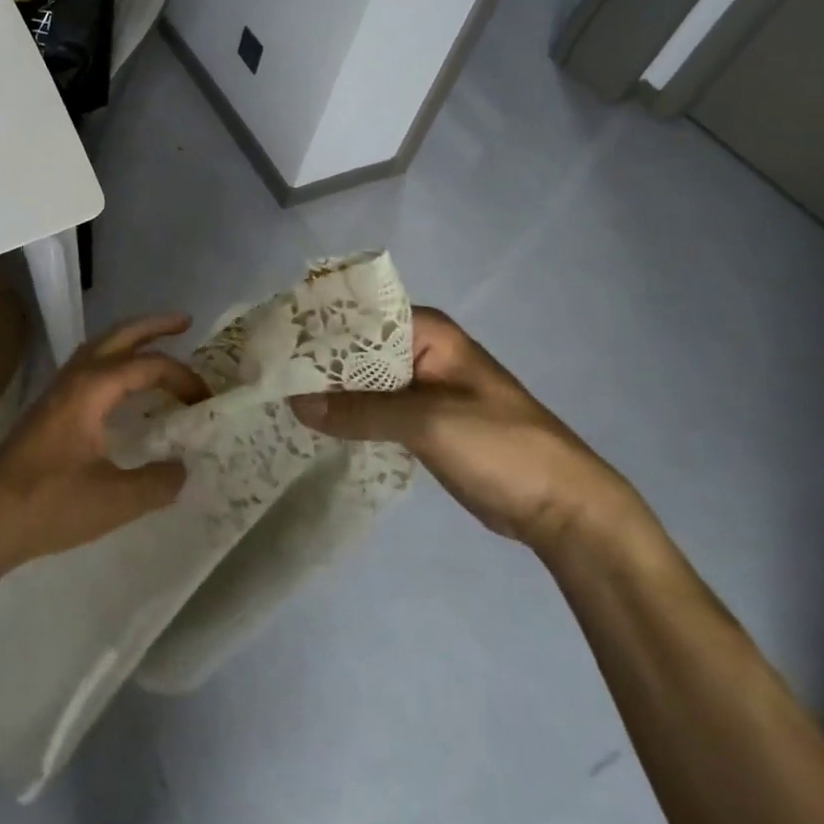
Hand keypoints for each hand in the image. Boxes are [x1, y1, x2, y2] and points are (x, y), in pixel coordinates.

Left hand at [0, 314, 207, 581]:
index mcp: (91, 389)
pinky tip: (121, 389)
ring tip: (157, 347)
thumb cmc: (48, 505)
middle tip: (186, 322)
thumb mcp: (115, 500)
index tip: (206, 400)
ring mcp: (56, 392)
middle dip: (153, 326)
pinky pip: (87, 369)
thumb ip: (157, 482)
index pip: (147, 366)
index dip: (182, 377)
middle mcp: (73, 379)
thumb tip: (182, 468)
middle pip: (118, 336)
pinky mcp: (47, 410)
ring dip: (129, 342)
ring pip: (98, 349)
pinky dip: (113, 364)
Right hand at [290, 307, 633, 550]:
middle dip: (313, 360)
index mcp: (425, 331)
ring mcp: (416, 386)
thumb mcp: (428, 422)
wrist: (562, 507)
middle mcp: (417, 350)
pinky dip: (344, 412)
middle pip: (353, 347)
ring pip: (358, 379)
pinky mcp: (416, 420)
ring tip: (274, 394)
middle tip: (262, 371)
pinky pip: (369, 407)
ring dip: (326, 387)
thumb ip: (361, 410)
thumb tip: (296, 402)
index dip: (313, 326)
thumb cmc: (501, 446)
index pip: (356, 315)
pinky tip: (309, 421)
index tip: (268, 340)